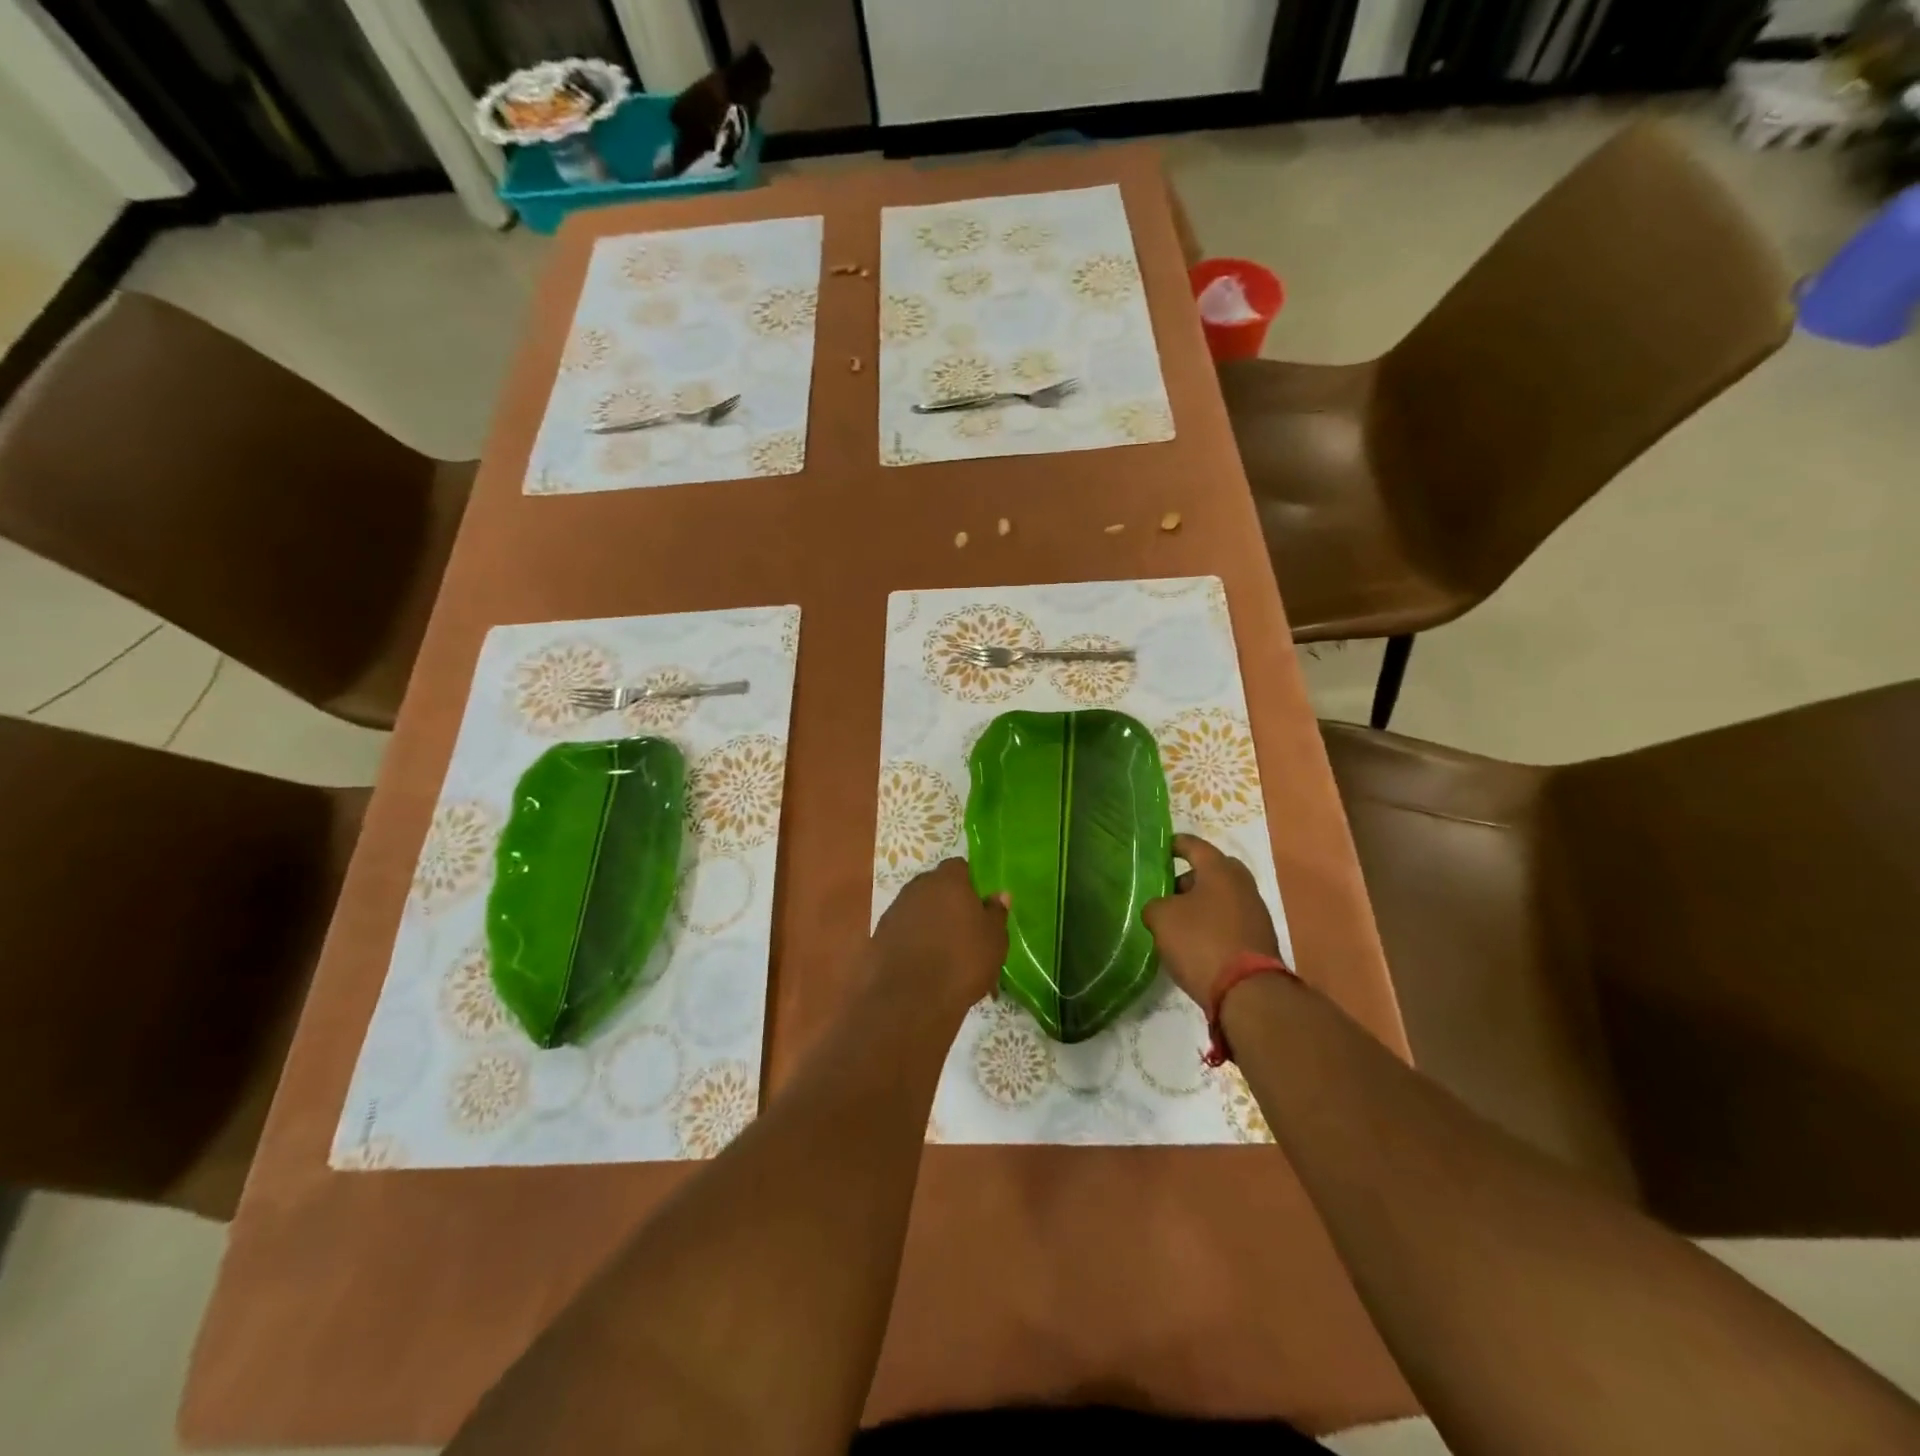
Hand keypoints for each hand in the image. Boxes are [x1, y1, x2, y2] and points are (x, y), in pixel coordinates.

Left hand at [869, 859, 1008, 1014]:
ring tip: (944, 952)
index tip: (979, 904)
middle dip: (948, 902)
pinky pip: (903, 930)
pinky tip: (923, 965)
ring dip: (929, 922)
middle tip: (964, 929)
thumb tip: (998, 895)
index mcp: (947, 881)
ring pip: (918, 909)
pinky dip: (913, 941)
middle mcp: (917, 888)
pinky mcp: (879, 936)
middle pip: (935, 886)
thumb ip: (996, 913)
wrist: (910, 1000)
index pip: (959, 867)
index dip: (970, 882)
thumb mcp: (994, 940)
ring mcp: (894, 911)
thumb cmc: (962, 962)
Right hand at [1143, 834, 1281, 1005]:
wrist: (1248, 992)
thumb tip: (1161, 908)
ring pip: (1222, 897)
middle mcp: (1242, 884)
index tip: (1159, 849)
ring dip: (1202, 903)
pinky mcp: (1260, 938)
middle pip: (1212, 871)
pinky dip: (1213, 923)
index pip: (1193, 845)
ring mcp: (1256, 912)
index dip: (1174, 845)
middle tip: (1167, 890)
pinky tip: (1196, 941)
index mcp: (1219, 869)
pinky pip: (1230, 920)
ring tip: (1177, 920)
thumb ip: (1155, 905)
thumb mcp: (1162, 918)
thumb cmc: (1201, 942)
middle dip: (1189, 877)